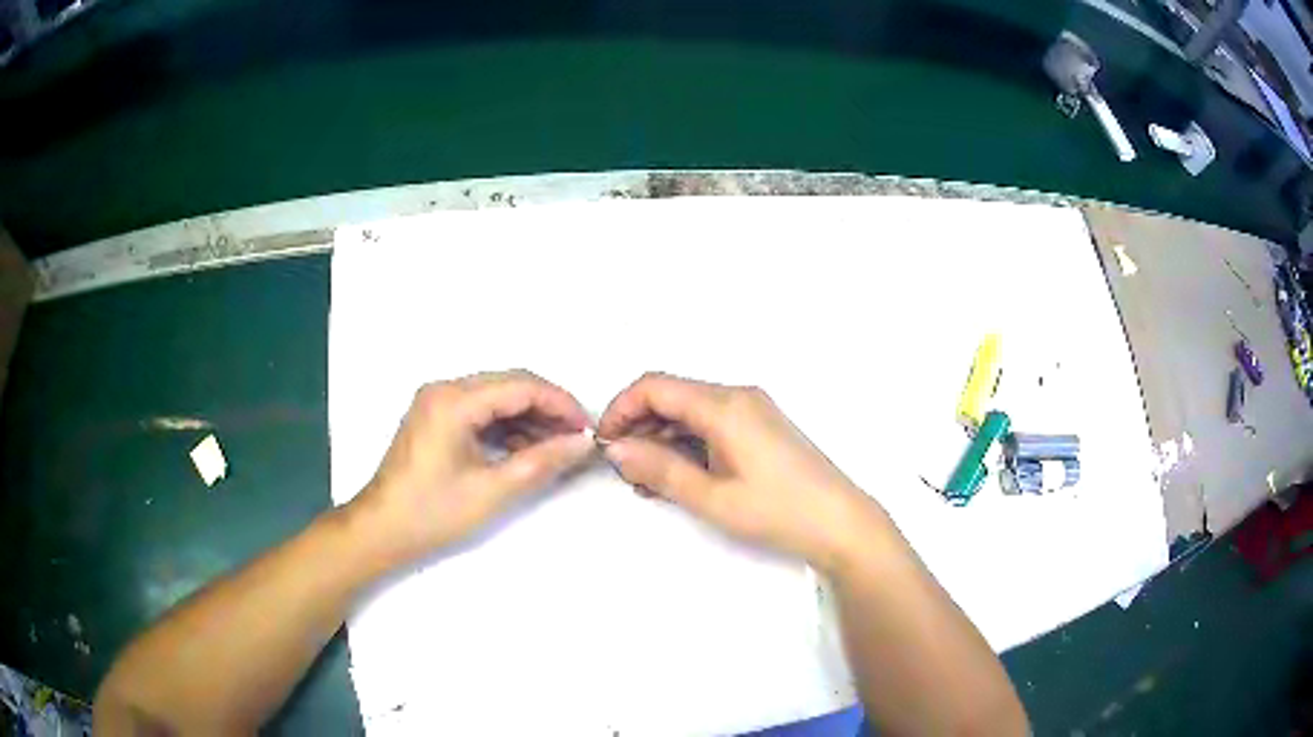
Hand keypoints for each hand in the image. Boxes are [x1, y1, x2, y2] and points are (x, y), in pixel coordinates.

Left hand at [354, 370, 594, 564]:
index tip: (587, 429)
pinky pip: (480, 410)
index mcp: (454, 400)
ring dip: (528, 419)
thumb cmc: (432, 512)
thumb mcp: (492, 490)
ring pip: (496, 397)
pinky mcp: (435, 417)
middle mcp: (444, 389)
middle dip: (547, 409)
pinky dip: (506, 427)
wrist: (381, 529)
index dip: (560, 404)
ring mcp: (437, 401)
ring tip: (556, 449)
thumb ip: (542, 461)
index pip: (521, 386)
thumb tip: (583, 443)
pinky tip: (525, 451)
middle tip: (576, 439)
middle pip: (509, 385)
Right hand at [598, 373, 883, 573]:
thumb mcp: (712, 497)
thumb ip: (660, 469)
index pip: (654, 386)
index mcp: (725, 405)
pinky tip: (678, 476)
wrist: (841, 523)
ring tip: (648, 482)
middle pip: (671, 396)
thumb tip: (616, 450)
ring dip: (661, 438)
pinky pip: (710, 423)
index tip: (604, 444)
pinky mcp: (759, 426)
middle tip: (625, 471)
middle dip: (639, 427)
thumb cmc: (778, 511)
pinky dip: (686, 443)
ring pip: (689, 411)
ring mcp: (751, 410)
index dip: (620, 409)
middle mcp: (737, 396)